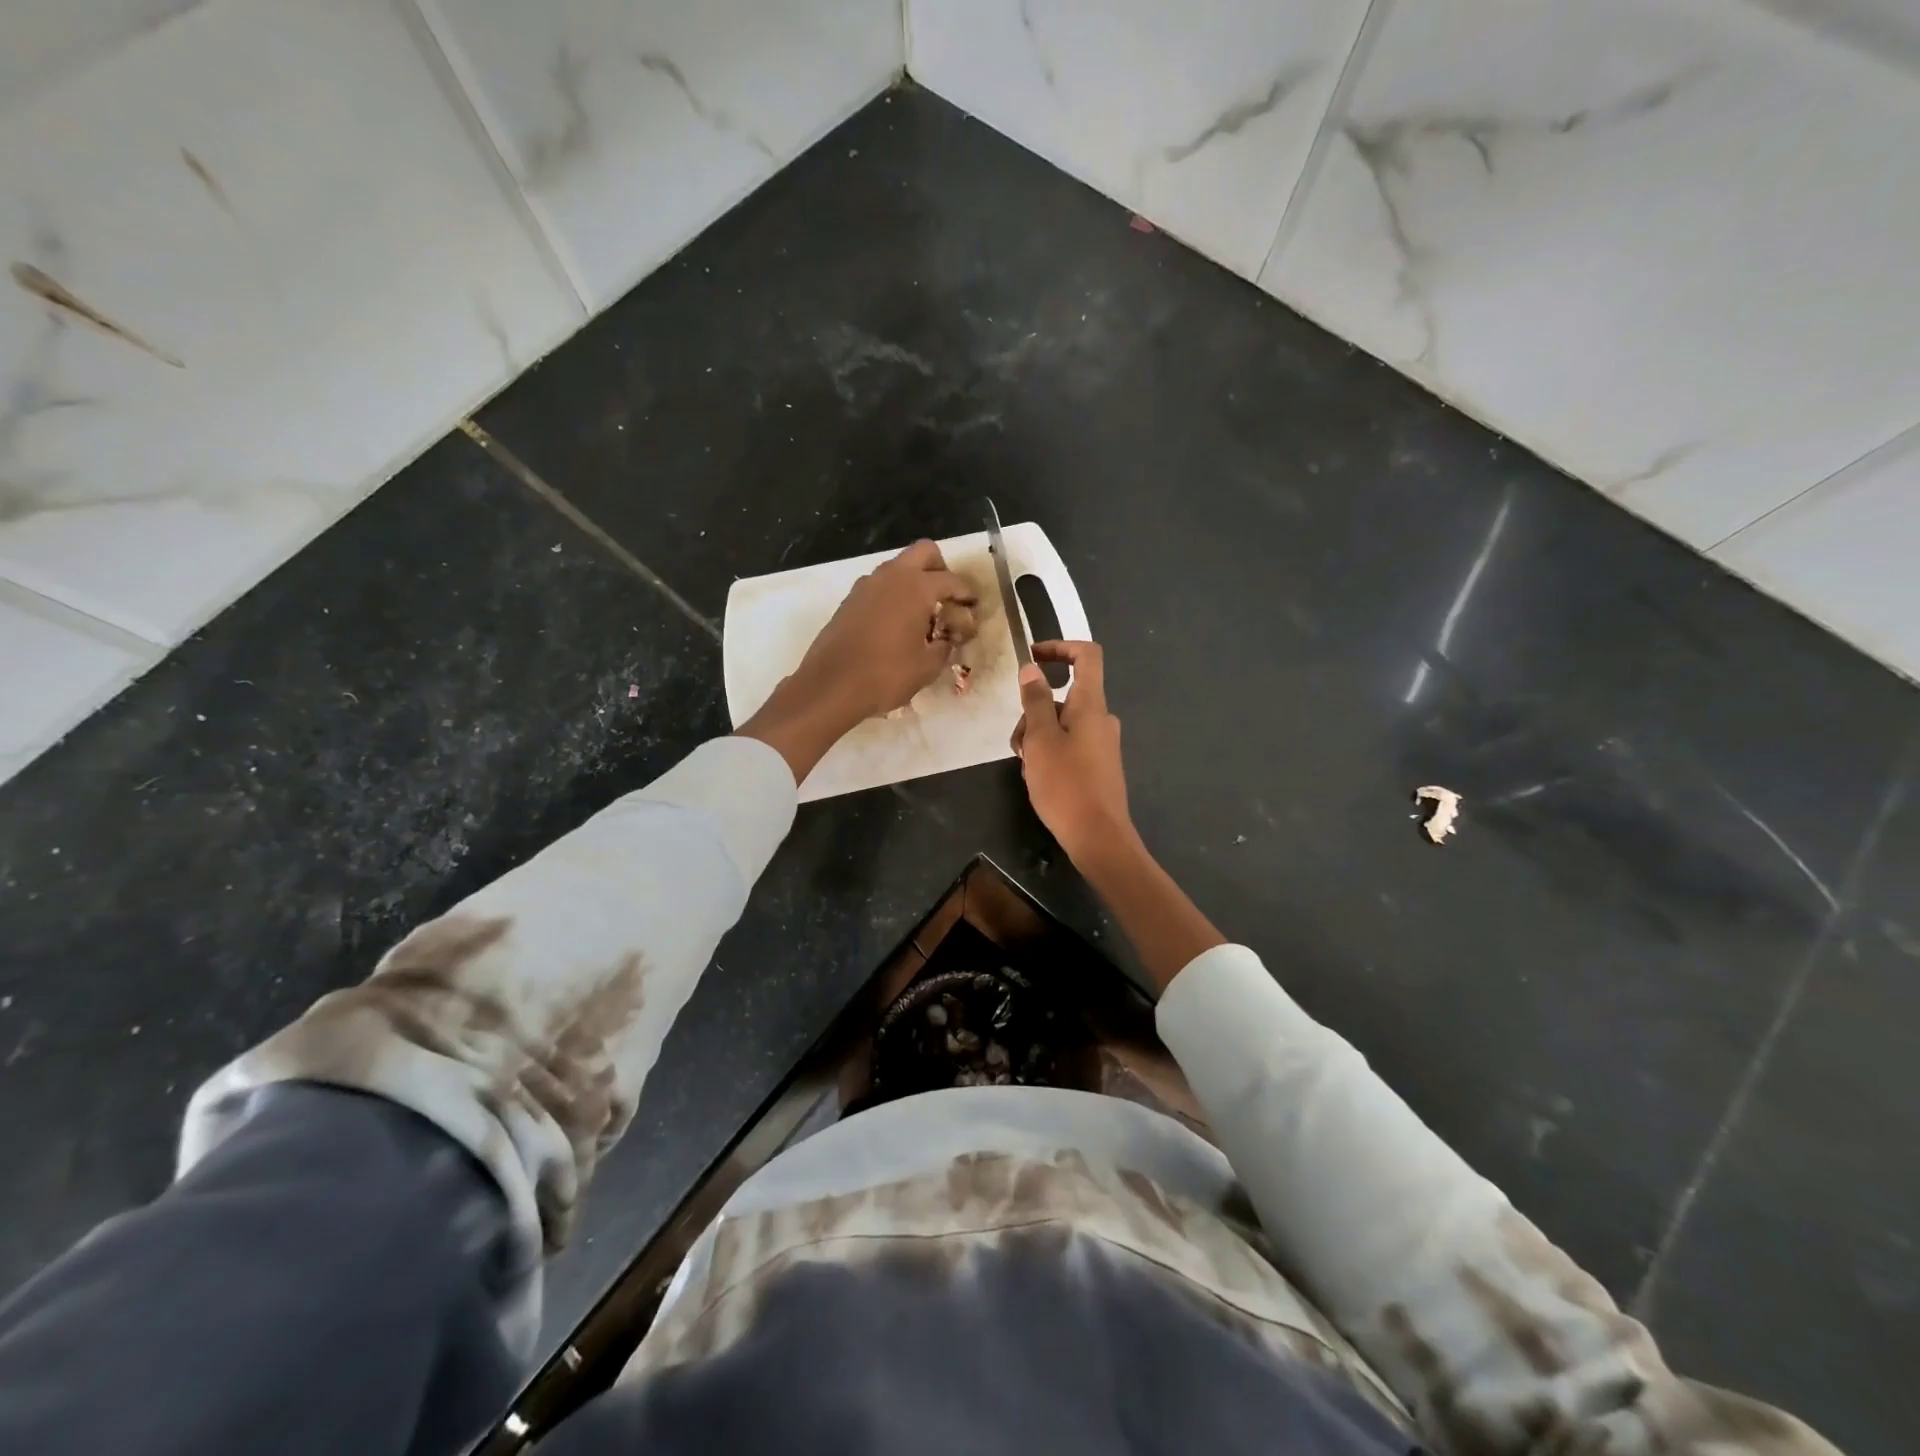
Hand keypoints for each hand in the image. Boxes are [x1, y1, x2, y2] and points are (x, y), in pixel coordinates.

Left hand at [794, 539, 977, 721]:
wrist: (831, 686)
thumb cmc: (885, 675)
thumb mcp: (927, 667)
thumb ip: (944, 647)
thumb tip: (947, 639)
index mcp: (916, 587)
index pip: (952, 580)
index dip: (967, 594)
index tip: (973, 608)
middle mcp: (892, 576)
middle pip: (924, 553)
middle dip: (940, 570)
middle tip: (947, 599)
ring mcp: (866, 585)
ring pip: (898, 568)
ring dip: (914, 582)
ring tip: (922, 615)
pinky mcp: (850, 600)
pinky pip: (880, 586)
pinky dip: (893, 595)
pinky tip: (896, 625)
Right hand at [1014, 639, 1221, 988]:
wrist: (1099, 837)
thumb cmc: (1066, 784)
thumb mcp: (1040, 739)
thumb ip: (1035, 701)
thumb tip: (1032, 669)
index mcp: (1091, 705)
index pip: (1087, 656)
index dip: (1060, 647)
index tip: (1032, 656)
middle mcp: (1101, 719)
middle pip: (1064, 696)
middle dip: (1034, 710)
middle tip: (1017, 742)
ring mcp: (1102, 744)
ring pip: (1062, 723)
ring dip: (1037, 735)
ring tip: (1024, 765)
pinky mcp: (1098, 766)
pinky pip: (1069, 744)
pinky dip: (1049, 752)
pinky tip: (1037, 778)